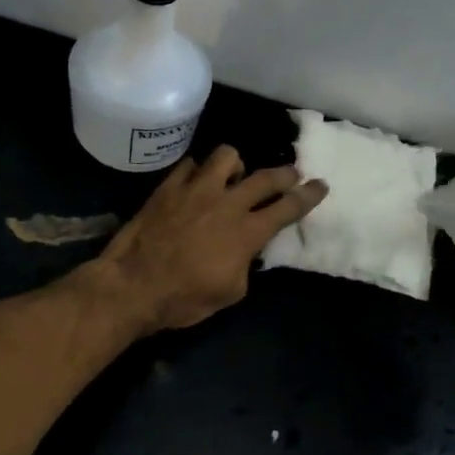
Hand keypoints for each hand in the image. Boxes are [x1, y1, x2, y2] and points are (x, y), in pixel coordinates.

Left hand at [87, 146, 327, 332]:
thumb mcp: (230, 291)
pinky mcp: (169, 187)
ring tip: (234, 176)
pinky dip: (198, 171)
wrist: (134, 285)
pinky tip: (196, 182)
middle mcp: (227, 203)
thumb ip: (245, 264)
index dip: (308, 196)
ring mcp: (196, 189)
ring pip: (227, 156)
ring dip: (237, 165)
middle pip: (266, 177)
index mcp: (247, 232)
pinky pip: (190, 165)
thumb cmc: (184, 298)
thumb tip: (246, 251)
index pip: (288, 208)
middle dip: (285, 173)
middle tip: (291, 174)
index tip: (320, 185)